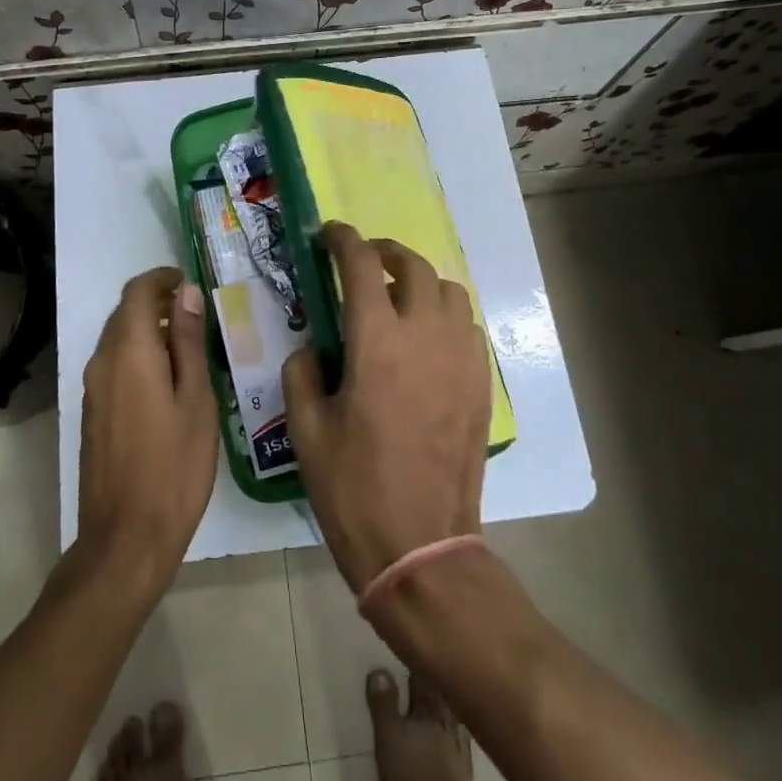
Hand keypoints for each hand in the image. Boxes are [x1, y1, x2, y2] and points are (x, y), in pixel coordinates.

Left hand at [76, 267, 217, 597]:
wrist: (126, 537)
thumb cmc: (175, 465)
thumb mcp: (196, 399)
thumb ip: (188, 341)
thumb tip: (187, 293)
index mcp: (129, 352)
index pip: (137, 292)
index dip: (162, 278)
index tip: (189, 282)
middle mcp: (102, 362)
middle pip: (124, 313)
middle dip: (156, 302)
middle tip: (196, 313)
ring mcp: (92, 389)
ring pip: (118, 339)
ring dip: (147, 330)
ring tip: (187, 346)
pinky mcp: (92, 413)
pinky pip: (113, 365)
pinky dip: (138, 355)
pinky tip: (166, 380)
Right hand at [284, 224, 490, 593]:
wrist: (421, 546)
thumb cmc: (354, 488)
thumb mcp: (306, 430)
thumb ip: (302, 373)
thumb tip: (313, 348)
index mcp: (377, 342)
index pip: (362, 266)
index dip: (343, 240)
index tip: (329, 234)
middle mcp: (425, 336)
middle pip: (413, 266)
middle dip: (385, 252)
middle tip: (363, 260)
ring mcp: (460, 358)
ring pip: (449, 291)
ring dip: (420, 281)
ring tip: (397, 298)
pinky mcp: (480, 383)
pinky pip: (467, 325)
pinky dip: (445, 314)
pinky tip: (426, 337)